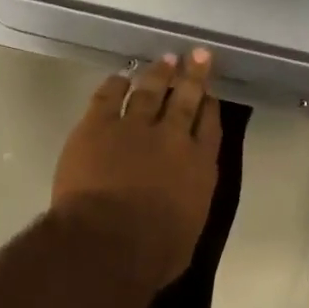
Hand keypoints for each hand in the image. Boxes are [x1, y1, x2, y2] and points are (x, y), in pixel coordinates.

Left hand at [51, 51, 222, 290]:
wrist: (107, 242)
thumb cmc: (152, 253)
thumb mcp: (188, 230)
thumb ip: (189, 201)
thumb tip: (184, 192)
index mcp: (199, 166)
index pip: (210, 126)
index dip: (210, 106)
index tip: (209, 92)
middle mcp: (172, 137)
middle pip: (186, 98)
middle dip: (193, 75)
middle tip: (197, 54)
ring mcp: (134, 126)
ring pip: (150, 90)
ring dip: (158, 73)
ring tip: (165, 59)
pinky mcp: (98, 125)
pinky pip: (109, 95)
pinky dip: (115, 84)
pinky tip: (120, 77)